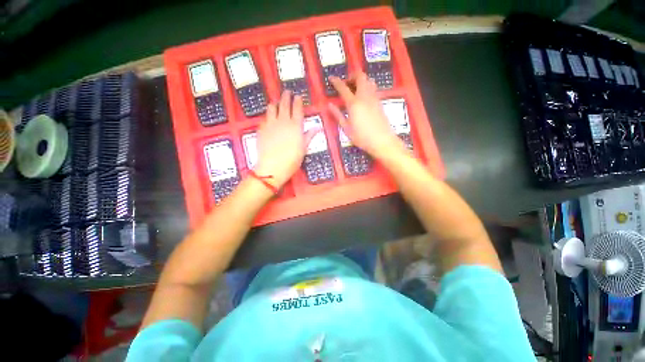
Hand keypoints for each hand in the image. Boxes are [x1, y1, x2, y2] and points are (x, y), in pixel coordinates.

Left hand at [254, 91, 319, 187]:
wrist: (272, 167)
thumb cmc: (292, 160)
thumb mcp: (304, 148)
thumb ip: (309, 136)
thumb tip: (318, 127)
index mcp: (296, 126)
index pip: (297, 109)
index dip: (298, 101)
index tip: (298, 96)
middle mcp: (283, 121)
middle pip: (285, 104)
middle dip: (286, 96)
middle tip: (287, 92)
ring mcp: (271, 124)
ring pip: (272, 107)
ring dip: (276, 103)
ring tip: (277, 102)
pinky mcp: (262, 129)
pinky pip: (265, 117)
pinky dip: (268, 114)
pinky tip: (269, 116)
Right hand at [328, 73, 405, 159]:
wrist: (382, 141)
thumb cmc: (362, 137)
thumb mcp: (346, 129)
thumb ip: (338, 115)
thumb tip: (329, 105)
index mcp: (354, 103)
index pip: (343, 88)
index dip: (336, 81)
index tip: (331, 78)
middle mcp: (364, 97)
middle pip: (360, 77)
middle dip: (352, 76)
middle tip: (346, 83)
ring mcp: (374, 98)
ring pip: (369, 80)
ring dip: (361, 80)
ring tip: (355, 89)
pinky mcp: (380, 102)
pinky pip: (373, 88)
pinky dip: (367, 87)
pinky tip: (363, 97)